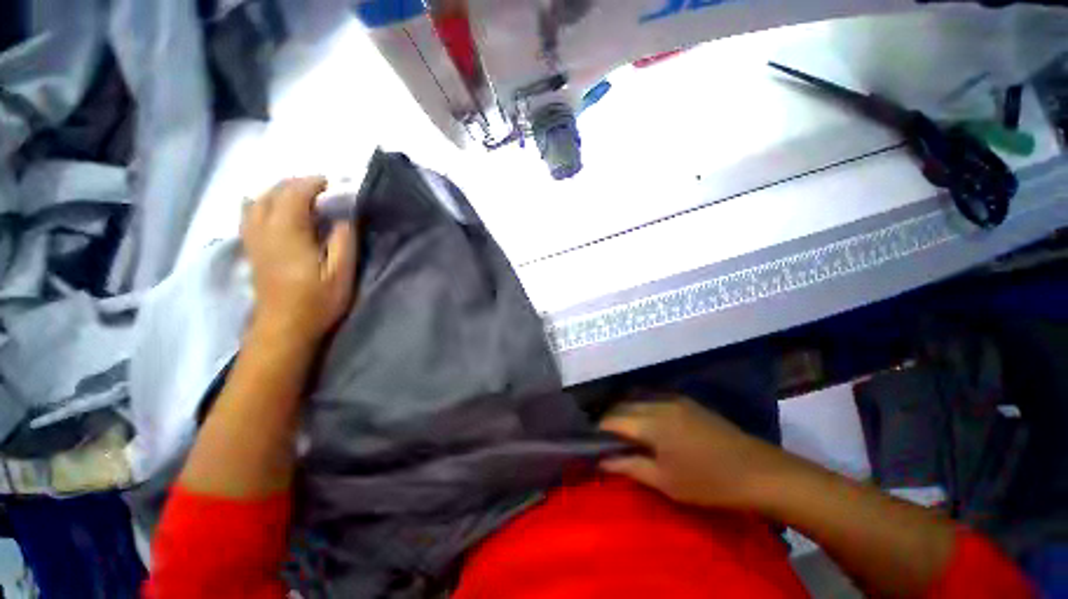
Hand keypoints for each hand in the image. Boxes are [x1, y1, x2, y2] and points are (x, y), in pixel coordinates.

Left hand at [241, 177, 357, 341]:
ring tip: (298, 197)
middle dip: (294, 184)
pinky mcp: (251, 250)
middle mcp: (264, 230)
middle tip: (320, 189)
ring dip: (277, 192)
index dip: (312, 183)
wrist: (284, 328)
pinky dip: (261, 205)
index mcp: (288, 233)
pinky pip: (249, 216)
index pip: (293, 194)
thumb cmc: (317, 301)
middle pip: (271, 193)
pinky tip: (272, 211)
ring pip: (255, 202)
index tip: (332, 183)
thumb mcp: (341, 273)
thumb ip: (344, 241)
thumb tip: (344, 217)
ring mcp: (253, 240)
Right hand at [599, 398, 802, 510]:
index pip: (613, 419)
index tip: (590, 441)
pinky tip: (645, 422)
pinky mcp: (687, 402)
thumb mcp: (665, 482)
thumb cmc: (709, 483)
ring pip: (638, 400)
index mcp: (651, 423)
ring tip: (621, 430)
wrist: (759, 472)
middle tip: (603, 437)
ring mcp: (674, 400)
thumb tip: (601, 461)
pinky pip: (654, 399)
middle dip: (609, 418)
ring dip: (625, 412)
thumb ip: (629, 466)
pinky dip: (642, 408)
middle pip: (623, 405)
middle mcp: (658, 404)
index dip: (598, 429)